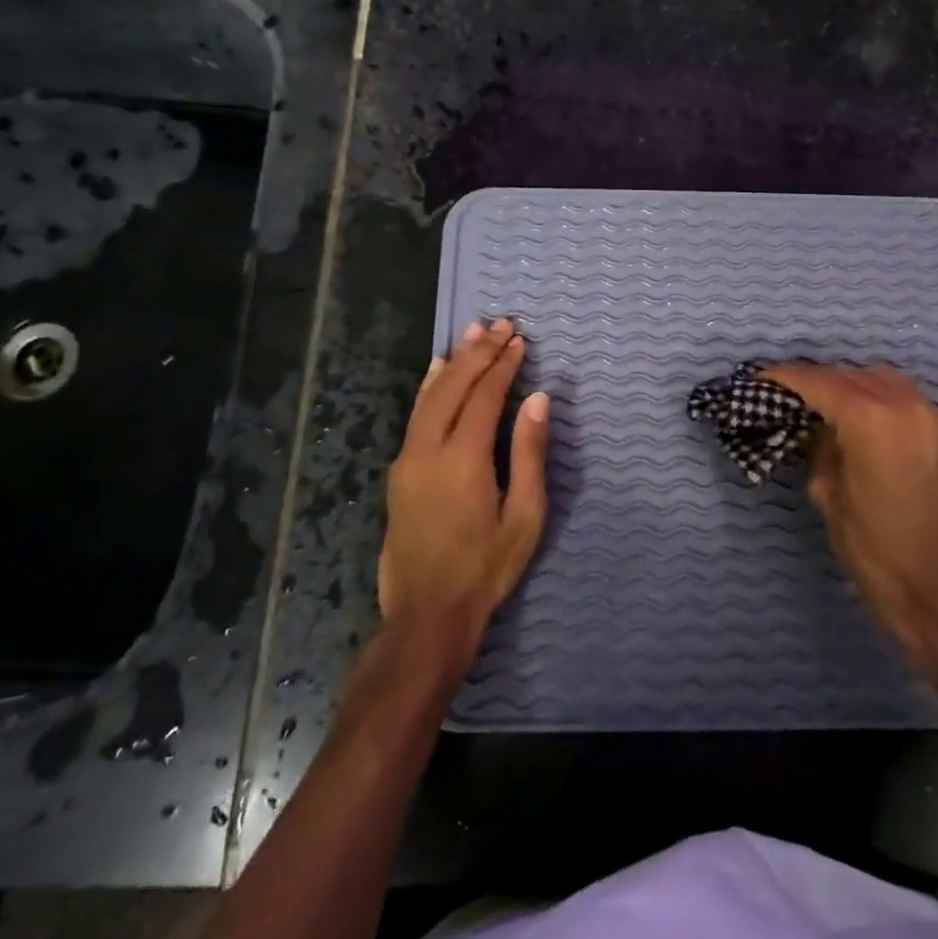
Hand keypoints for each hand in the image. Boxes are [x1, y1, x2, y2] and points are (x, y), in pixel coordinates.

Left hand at [380, 319, 550, 666]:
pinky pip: (415, 415)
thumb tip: (539, 399)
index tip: (519, 340)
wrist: (427, 614)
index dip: (503, 365)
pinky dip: (429, 387)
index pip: (485, 395)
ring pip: (429, 396)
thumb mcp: (524, 516)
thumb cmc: (486, 568)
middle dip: (478, 352)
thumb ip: (529, 453)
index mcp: (464, 459)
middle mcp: (429, 449)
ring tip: (471, 334)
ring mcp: (407, 459)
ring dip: (453, 363)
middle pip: (453, 386)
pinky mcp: (398, 471)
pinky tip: (437, 372)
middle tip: (499, 324)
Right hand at [761, 363, 937, 655]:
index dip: (785, 377)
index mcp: (871, 420)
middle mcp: (905, 405)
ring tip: (827, 404)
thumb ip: (821, 448)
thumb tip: (818, 429)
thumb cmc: (874, 549)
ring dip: (851, 384)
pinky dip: (880, 399)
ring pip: (881, 379)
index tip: (761, 377)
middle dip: (817, 380)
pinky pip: (906, 398)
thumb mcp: (828, 495)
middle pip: (850, 375)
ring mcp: (933, 417)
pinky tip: (866, 422)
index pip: (819, 382)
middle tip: (788, 394)